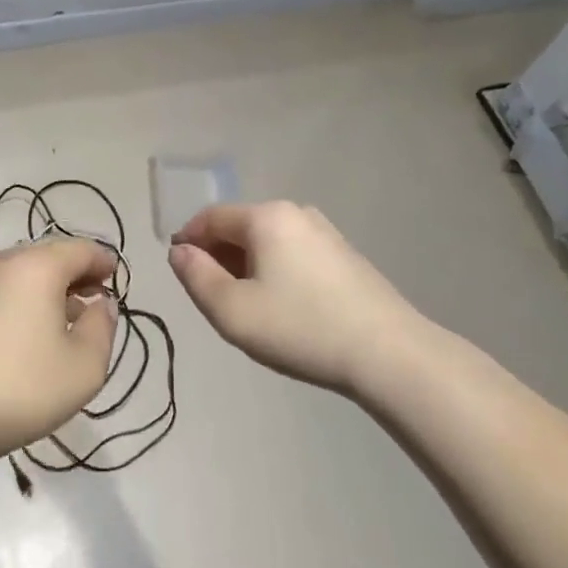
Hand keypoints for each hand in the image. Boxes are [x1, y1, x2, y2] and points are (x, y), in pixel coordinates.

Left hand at [0, 237, 118, 463]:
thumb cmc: (22, 387)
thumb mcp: (85, 365)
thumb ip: (102, 327)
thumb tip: (101, 305)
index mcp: (37, 266)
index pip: (80, 249)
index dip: (102, 261)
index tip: (116, 278)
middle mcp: (3, 264)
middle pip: (48, 256)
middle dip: (75, 273)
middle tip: (95, 298)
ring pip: (22, 274)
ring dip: (48, 289)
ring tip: (65, 320)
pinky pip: (0, 293)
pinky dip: (22, 302)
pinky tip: (27, 336)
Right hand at [169, 202, 424, 395]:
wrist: (389, 354)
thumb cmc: (300, 328)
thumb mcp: (232, 310)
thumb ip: (196, 276)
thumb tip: (179, 251)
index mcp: (266, 217)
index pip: (211, 217)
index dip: (187, 240)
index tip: (178, 271)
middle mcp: (296, 213)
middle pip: (240, 227)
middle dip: (218, 256)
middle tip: (212, 298)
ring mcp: (325, 233)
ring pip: (268, 242)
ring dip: (246, 266)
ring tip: (247, 308)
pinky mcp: (345, 256)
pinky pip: (293, 253)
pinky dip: (275, 271)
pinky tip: (283, 308)